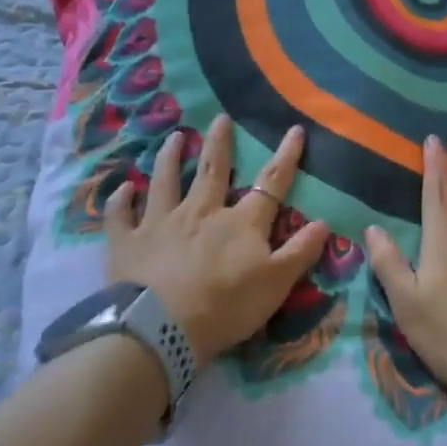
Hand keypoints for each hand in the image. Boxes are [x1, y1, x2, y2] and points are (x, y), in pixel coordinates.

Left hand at [106, 115, 330, 364]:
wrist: (162, 328)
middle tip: (220, 118)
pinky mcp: (128, 240)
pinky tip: (123, 188)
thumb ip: (300, 252)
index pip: (270, 183)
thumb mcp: (276, 284)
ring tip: (174, 137)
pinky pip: (121, 215)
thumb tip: (325, 220)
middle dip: (219, 143)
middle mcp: (200, 211)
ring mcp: (160, 222)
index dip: (285, 156)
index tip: (294, 129)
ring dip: (170, 157)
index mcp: (239, 222)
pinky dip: (121, 200)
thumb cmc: (226, 307)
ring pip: (166, 181)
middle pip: (213, 170)